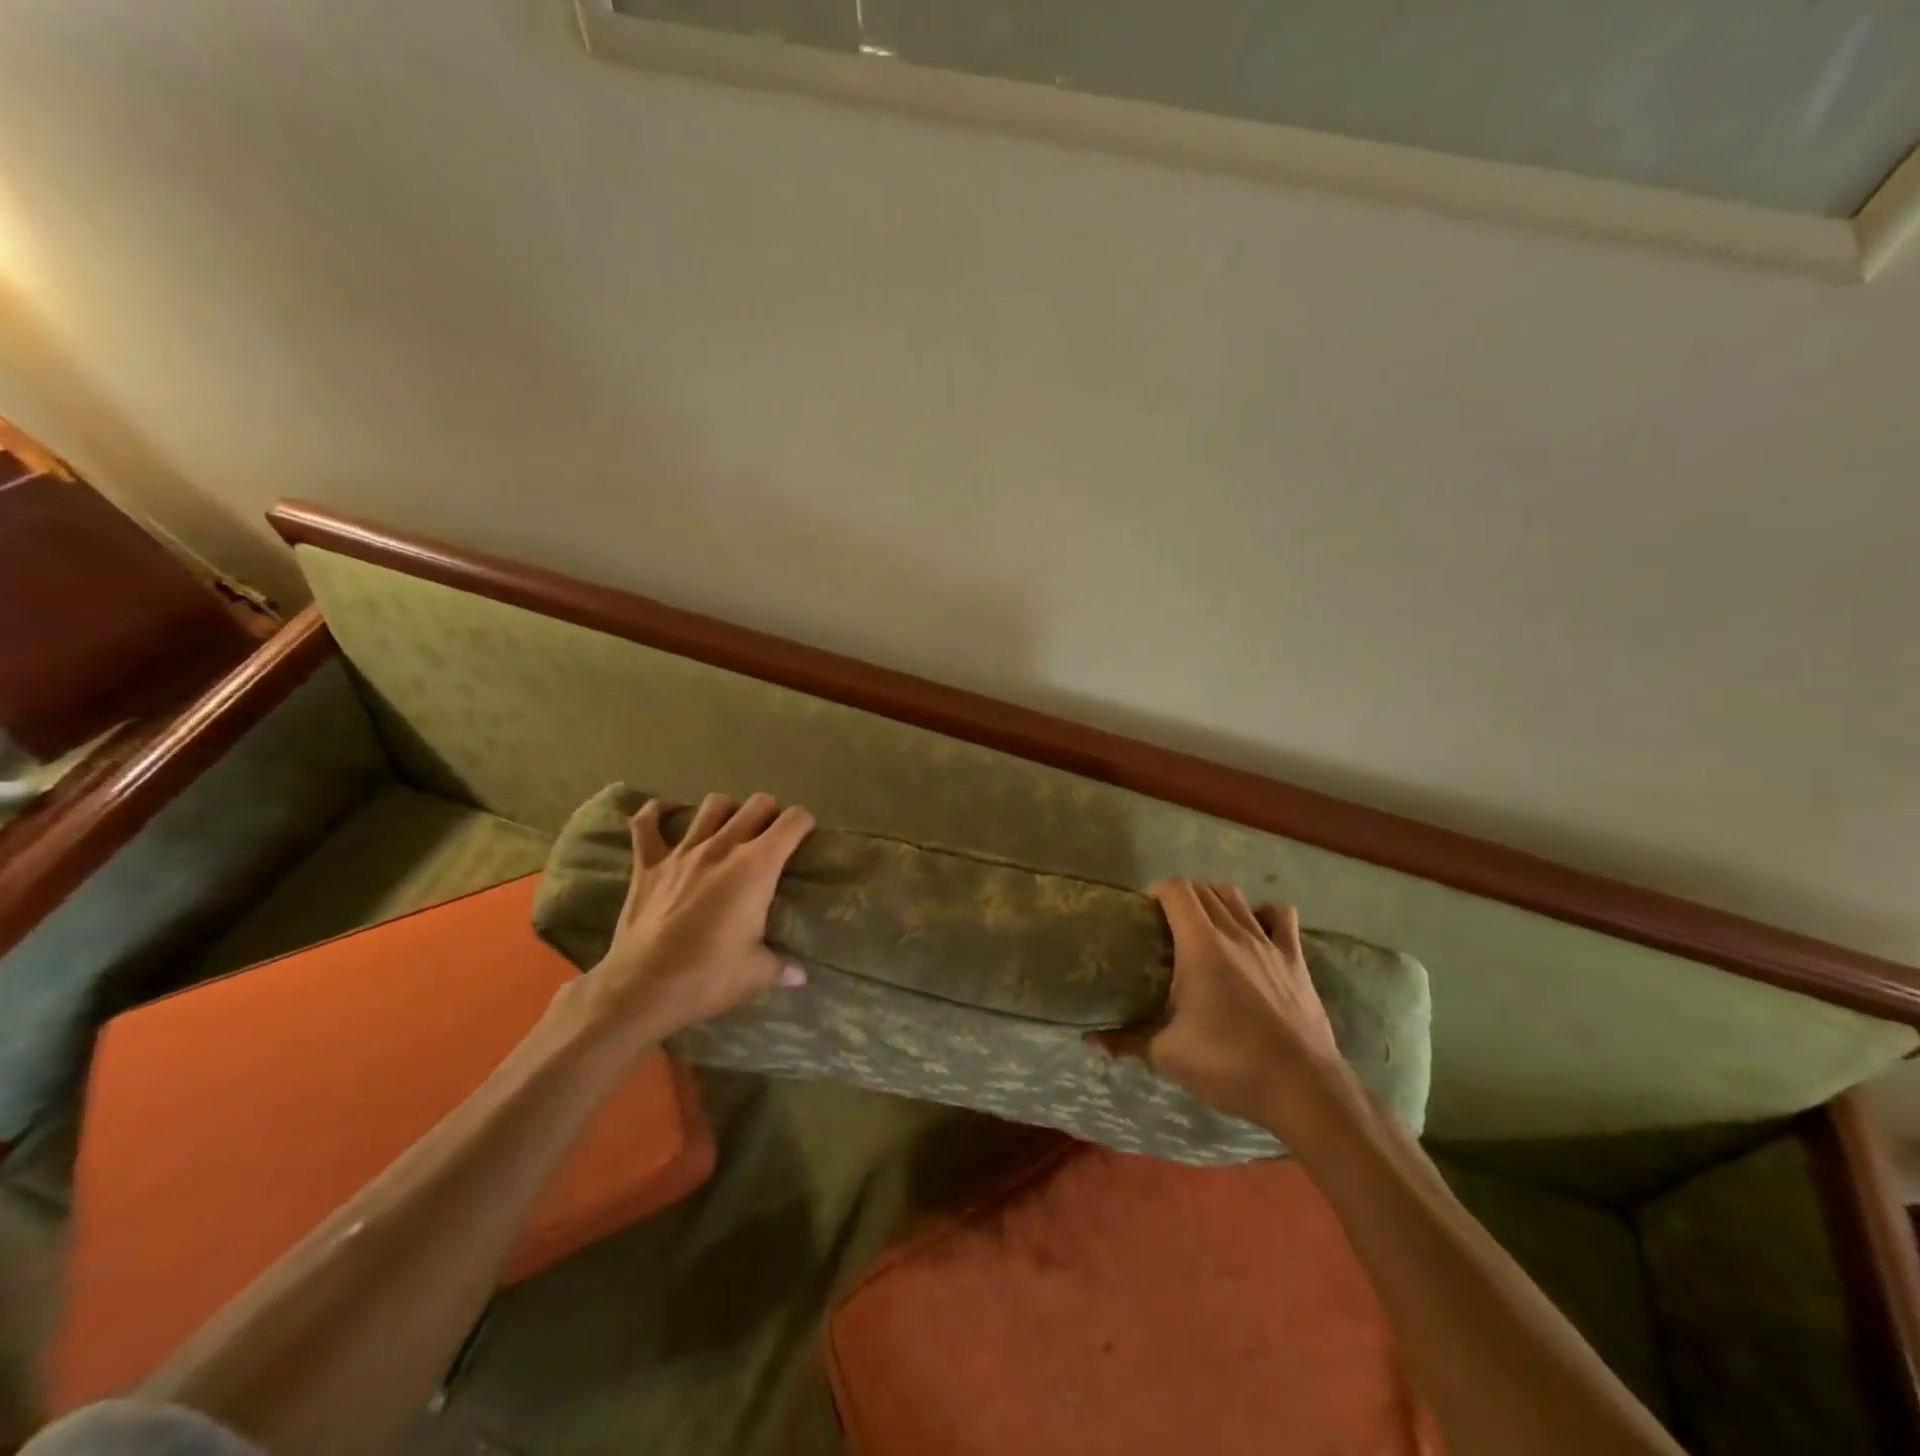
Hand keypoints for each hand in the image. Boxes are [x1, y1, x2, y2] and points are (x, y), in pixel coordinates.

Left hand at [577, 791, 813, 1046]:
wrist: (641, 989)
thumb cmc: (707, 977)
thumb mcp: (757, 974)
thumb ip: (782, 966)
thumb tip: (800, 975)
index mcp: (757, 867)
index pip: (793, 822)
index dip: (804, 824)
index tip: (805, 838)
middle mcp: (723, 847)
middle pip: (757, 805)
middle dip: (770, 814)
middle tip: (770, 837)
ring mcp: (683, 852)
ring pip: (712, 806)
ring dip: (727, 811)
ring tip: (730, 828)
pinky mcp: (647, 864)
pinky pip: (646, 824)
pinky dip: (657, 812)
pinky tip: (666, 812)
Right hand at [1095, 879, 1349, 1131]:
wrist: (1303, 1089)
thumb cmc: (1230, 1065)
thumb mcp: (1168, 1056)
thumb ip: (1126, 1043)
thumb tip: (1089, 1042)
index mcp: (1201, 946)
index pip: (1177, 891)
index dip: (1158, 890)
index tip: (1145, 911)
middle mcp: (1235, 934)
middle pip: (1205, 890)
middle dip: (1182, 896)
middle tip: (1167, 922)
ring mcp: (1269, 944)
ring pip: (1238, 898)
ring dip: (1216, 899)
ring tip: (1204, 921)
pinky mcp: (1296, 960)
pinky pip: (1281, 917)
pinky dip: (1263, 913)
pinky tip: (1254, 928)